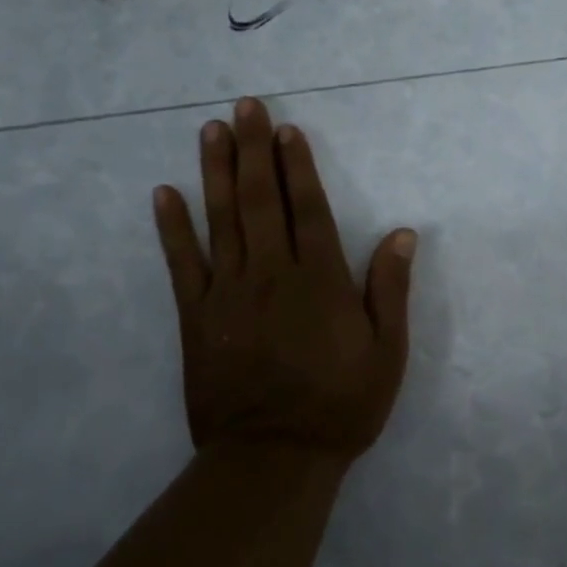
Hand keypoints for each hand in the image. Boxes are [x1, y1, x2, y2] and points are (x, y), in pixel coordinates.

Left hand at [152, 96, 415, 465]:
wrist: (273, 459)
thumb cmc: (340, 406)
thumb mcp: (386, 354)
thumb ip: (390, 291)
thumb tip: (402, 233)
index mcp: (319, 281)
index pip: (308, 209)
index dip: (297, 166)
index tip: (286, 130)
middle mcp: (271, 275)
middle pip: (261, 201)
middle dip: (253, 150)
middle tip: (245, 107)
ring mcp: (228, 294)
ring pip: (221, 220)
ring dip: (216, 172)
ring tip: (210, 131)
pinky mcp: (196, 318)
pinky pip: (181, 264)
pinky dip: (173, 227)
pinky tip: (165, 194)